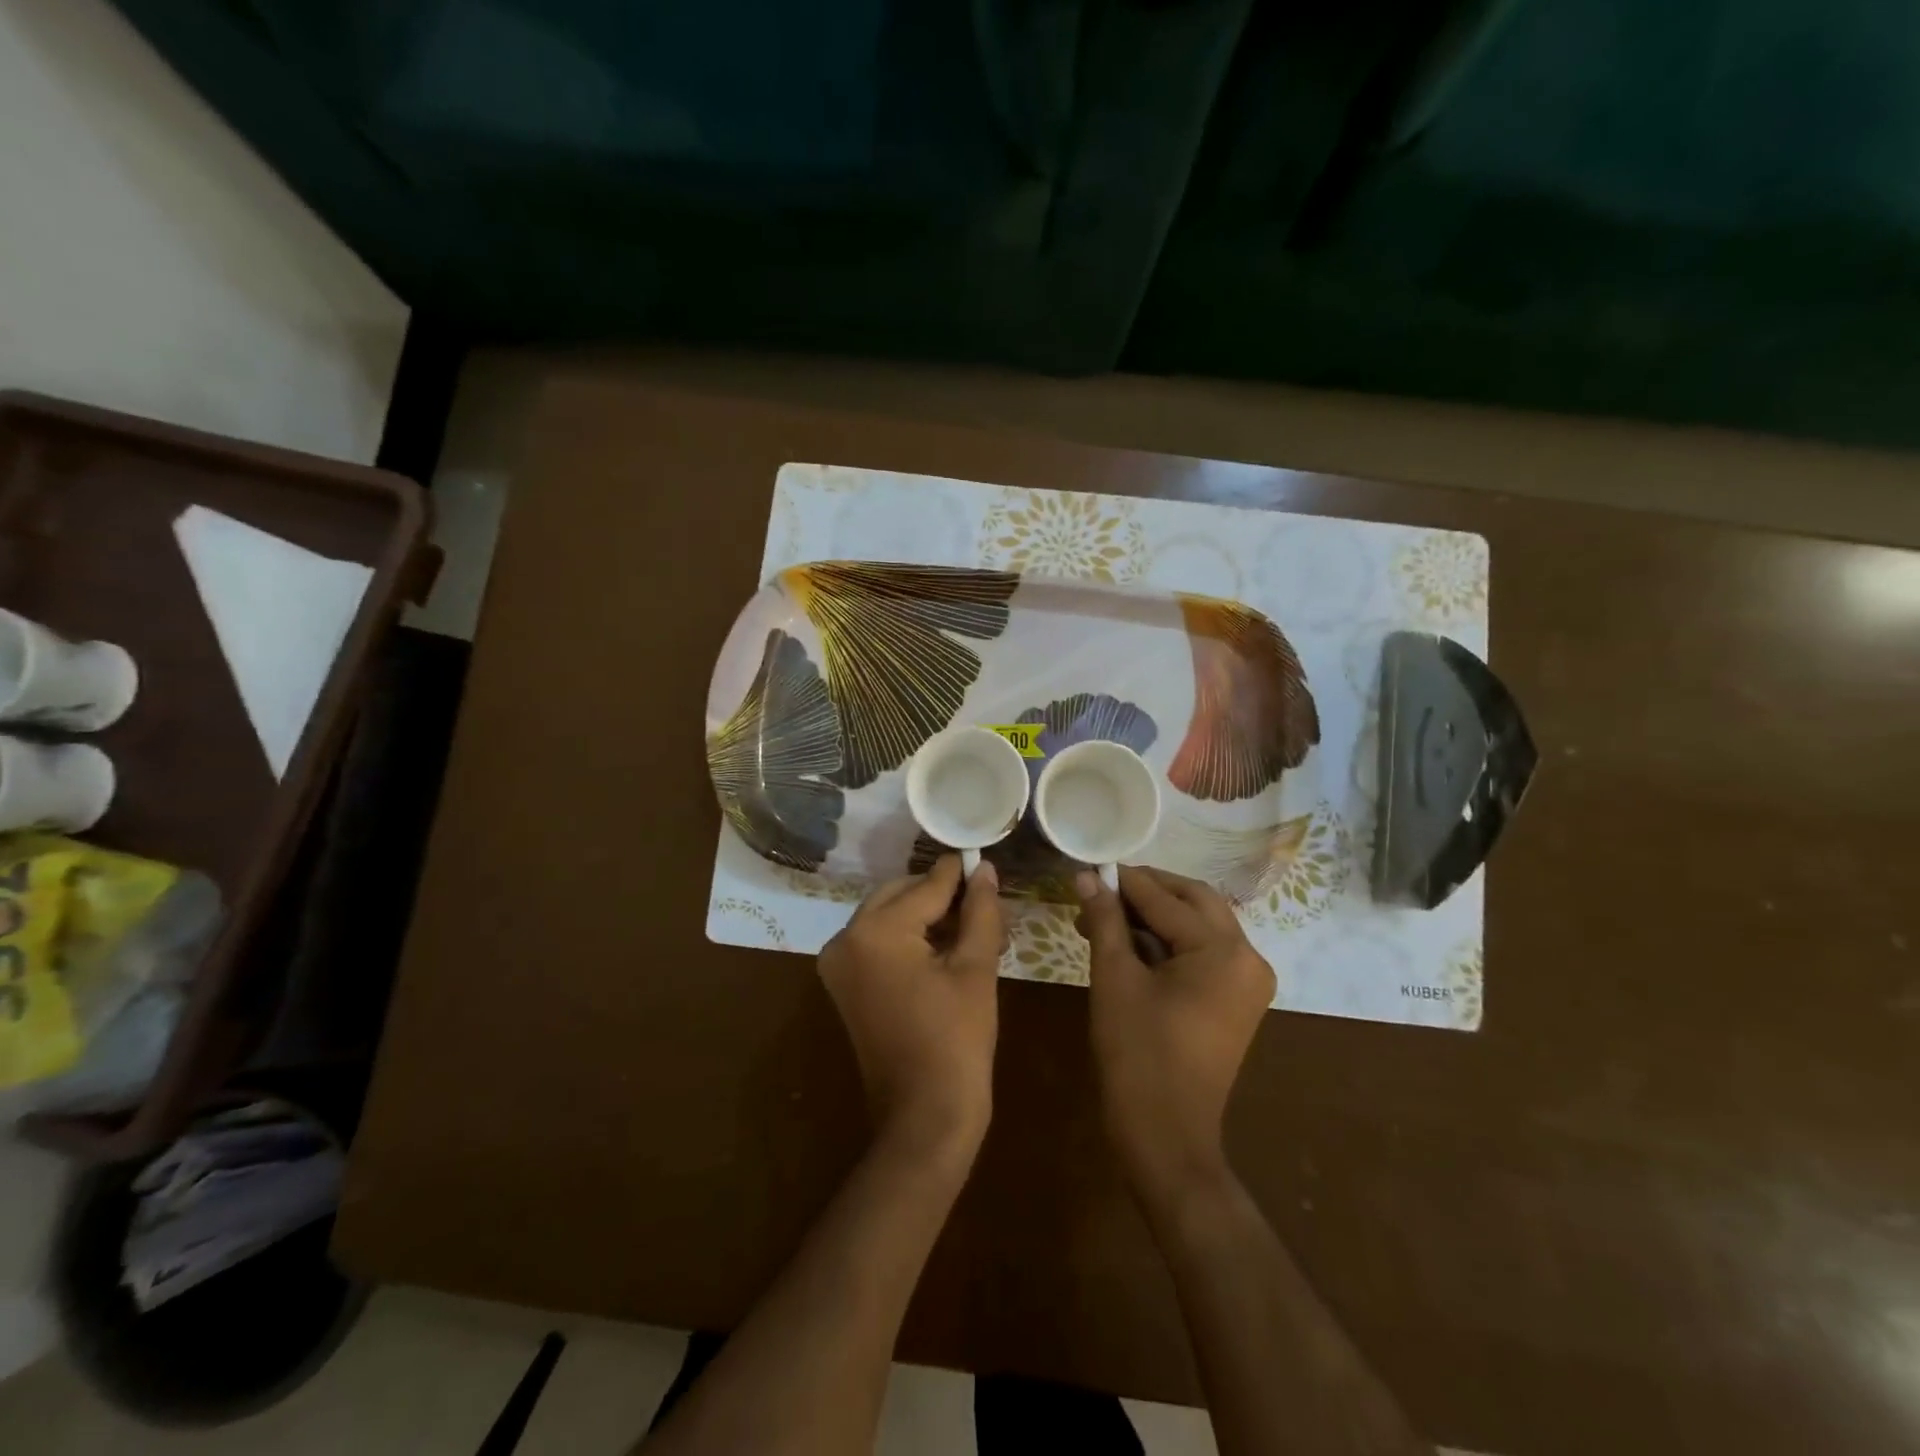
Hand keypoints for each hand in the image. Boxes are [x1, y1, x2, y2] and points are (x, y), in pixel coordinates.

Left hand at [819, 855, 1005, 1160]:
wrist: (924, 1118)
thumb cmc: (957, 1041)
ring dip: (928, 916)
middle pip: (902, 895)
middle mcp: (845, 937)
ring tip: (974, 927)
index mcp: (875, 931)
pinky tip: (948, 947)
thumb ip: (980, 910)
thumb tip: (985, 869)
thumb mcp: (976, 968)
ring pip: (890, 916)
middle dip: (943, 896)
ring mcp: (838, 962)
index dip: (961, 874)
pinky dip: (910, 938)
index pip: (927, 886)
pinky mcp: (844, 983)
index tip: (984, 858)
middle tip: (985, 903)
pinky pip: (879, 942)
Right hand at [1074, 866, 1275, 1206]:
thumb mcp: (1115, 978)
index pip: (1167, 899)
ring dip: (1155, 915)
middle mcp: (1248, 957)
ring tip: (1105, 916)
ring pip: (1199, 925)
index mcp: (1224, 951)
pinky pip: (1203, 953)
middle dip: (1146, 891)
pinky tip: (1129, 942)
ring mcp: (1247, 981)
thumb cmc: (1137, 1053)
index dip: (1125, 881)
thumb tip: (1087, 877)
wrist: (1166, 1136)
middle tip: (1101, 888)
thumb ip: (1105, 920)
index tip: (1090, 868)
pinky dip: (1169, 942)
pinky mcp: (1237, 1000)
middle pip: (1194, 901)